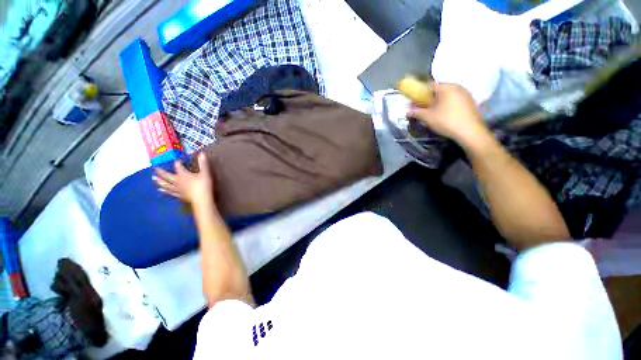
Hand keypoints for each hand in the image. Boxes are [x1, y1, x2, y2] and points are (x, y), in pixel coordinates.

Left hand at [153, 153, 214, 206]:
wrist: (202, 199)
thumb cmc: (203, 185)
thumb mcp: (205, 173)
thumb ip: (203, 164)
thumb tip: (202, 153)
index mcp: (183, 174)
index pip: (178, 166)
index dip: (178, 163)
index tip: (178, 160)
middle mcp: (177, 181)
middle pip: (167, 176)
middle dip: (161, 172)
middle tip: (155, 169)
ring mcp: (177, 189)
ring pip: (166, 185)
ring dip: (160, 181)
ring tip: (154, 179)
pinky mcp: (179, 195)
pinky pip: (170, 193)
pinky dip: (165, 191)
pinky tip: (161, 191)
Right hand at [407, 83, 486, 145]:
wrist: (470, 132)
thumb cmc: (447, 121)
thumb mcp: (428, 118)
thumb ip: (417, 112)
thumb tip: (408, 111)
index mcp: (447, 87)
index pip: (430, 85)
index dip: (420, 93)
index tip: (415, 101)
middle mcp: (457, 87)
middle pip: (439, 90)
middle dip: (429, 98)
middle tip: (423, 108)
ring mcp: (466, 94)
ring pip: (448, 95)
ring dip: (439, 101)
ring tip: (433, 112)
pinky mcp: (471, 102)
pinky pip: (455, 99)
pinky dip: (448, 104)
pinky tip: (445, 114)